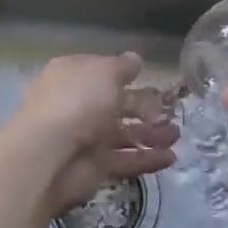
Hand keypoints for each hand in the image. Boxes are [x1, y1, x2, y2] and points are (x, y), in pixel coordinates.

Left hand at [10, 53, 178, 215]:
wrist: (49, 155)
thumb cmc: (78, 101)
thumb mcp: (105, 72)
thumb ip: (123, 66)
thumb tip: (135, 60)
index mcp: (73, 76)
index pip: (102, 72)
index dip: (125, 75)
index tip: (148, 78)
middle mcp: (77, 105)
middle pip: (117, 105)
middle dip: (146, 109)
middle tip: (171, 112)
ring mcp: (85, 137)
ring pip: (124, 134)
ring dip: (151, 135)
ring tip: (177, 136)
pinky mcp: (94, 167)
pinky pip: (124, 160)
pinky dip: (146, 159)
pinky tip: (170, 159)